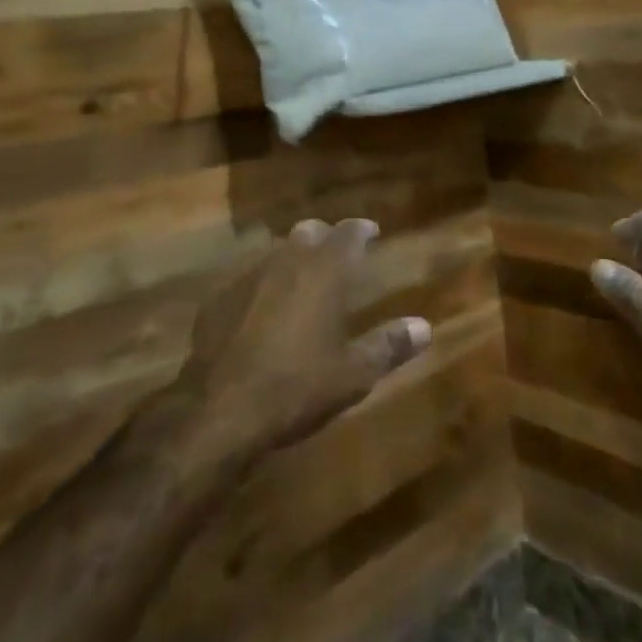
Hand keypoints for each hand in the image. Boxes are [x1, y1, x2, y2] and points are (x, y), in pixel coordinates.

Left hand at [179, 218, 431, 458]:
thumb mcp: (354, 373)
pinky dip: (261, 286)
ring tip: (301, 280)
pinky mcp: (217, 300)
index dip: (362, 229)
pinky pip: (246, 280)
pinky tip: (260, 310)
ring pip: (275, 252)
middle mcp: (286, 261)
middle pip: (308, 232)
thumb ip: (389, 345)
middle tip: (337, 254)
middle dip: (325, 238)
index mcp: (323, 271)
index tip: (372, 232)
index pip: (348, 233)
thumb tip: (424, 327)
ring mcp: (246, 277)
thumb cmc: (297, 387)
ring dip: (292, 259)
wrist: (220, 411)